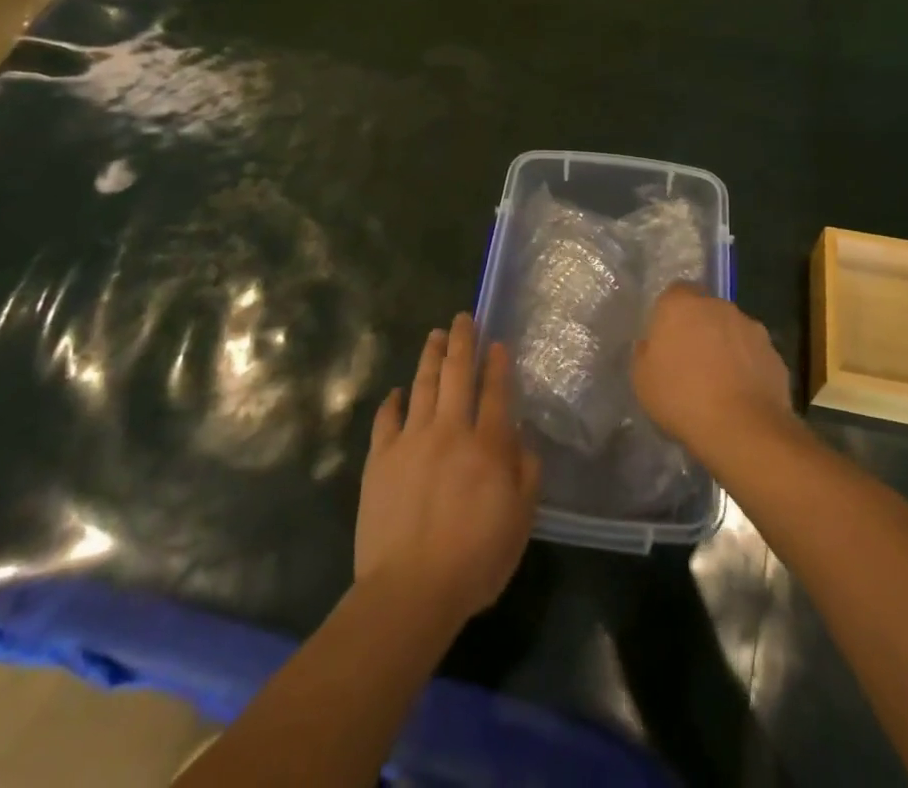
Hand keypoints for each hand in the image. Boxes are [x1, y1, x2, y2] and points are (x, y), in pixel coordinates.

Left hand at [356, 313, 539, 627]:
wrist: (409, 590)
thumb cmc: (474, 561)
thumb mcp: (519, 522)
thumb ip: (526, 474)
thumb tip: (522, 438)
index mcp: (487, 445)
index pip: (495, 392)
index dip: (497, 364)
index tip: (496, 342)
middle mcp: (450, 431)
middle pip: (456, 374)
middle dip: (461, 341)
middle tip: (462, 318)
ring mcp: (411, 440)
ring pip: (422, 386)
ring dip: (430, 357)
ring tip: (435, 335)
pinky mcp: (381, 459)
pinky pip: (386, 419)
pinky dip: (393, 401)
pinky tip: (397, 391)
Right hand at [632, 285, 794, 464]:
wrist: (743, 429)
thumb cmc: (682, 398)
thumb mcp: (642, 380)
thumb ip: (645, 353)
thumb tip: (652, 345)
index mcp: (682, 305)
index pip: (675, 293)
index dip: (670, 315)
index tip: (666, 341)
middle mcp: (719, 306)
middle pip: (706, 310)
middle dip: (700, 329)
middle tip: (690, 363)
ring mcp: (751, 328)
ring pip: (732, 331)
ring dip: (725, 348)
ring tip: (718, 384)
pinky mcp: (774, 354)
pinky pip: (753, 355)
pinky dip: (747, 368)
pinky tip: (740, 397)